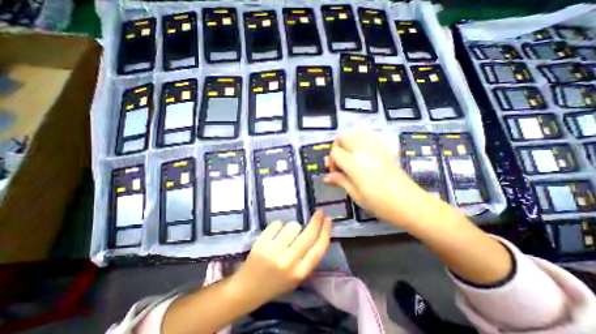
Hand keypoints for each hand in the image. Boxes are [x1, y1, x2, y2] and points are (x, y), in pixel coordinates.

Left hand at [231, 211, 332, 305]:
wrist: (248, 288)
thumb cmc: (276, 282)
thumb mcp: (297, 276)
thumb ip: (308, 257)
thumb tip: (318, 232)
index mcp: (300, 273)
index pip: (319, 248)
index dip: (326, 231)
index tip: (329, 220)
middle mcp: (289, 262)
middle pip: (308, 234)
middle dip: (316, 221)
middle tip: (319, 212)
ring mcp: (274, 251)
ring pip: (293, 225)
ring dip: (293, 227)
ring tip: (286, 235)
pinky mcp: (262, 242)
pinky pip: (278, 224)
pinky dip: (279, 226)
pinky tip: (274, 235)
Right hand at [325, 130, 435, 224]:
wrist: (410, 204)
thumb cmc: (379, 203)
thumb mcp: (355, 194)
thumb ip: (340, 181)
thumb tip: (326, 177)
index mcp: (353, 163)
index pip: (335, 152)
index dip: (331, 161)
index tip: (335, 173)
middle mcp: (363, 150)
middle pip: (343, 136)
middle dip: (337, 146)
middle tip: (340, 162)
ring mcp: (375, 147)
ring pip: (356, 132)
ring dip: (348, 141)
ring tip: (349, 155)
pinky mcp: (384, 149)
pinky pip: (370, 135)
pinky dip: (361, 139)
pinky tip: (362, 152)